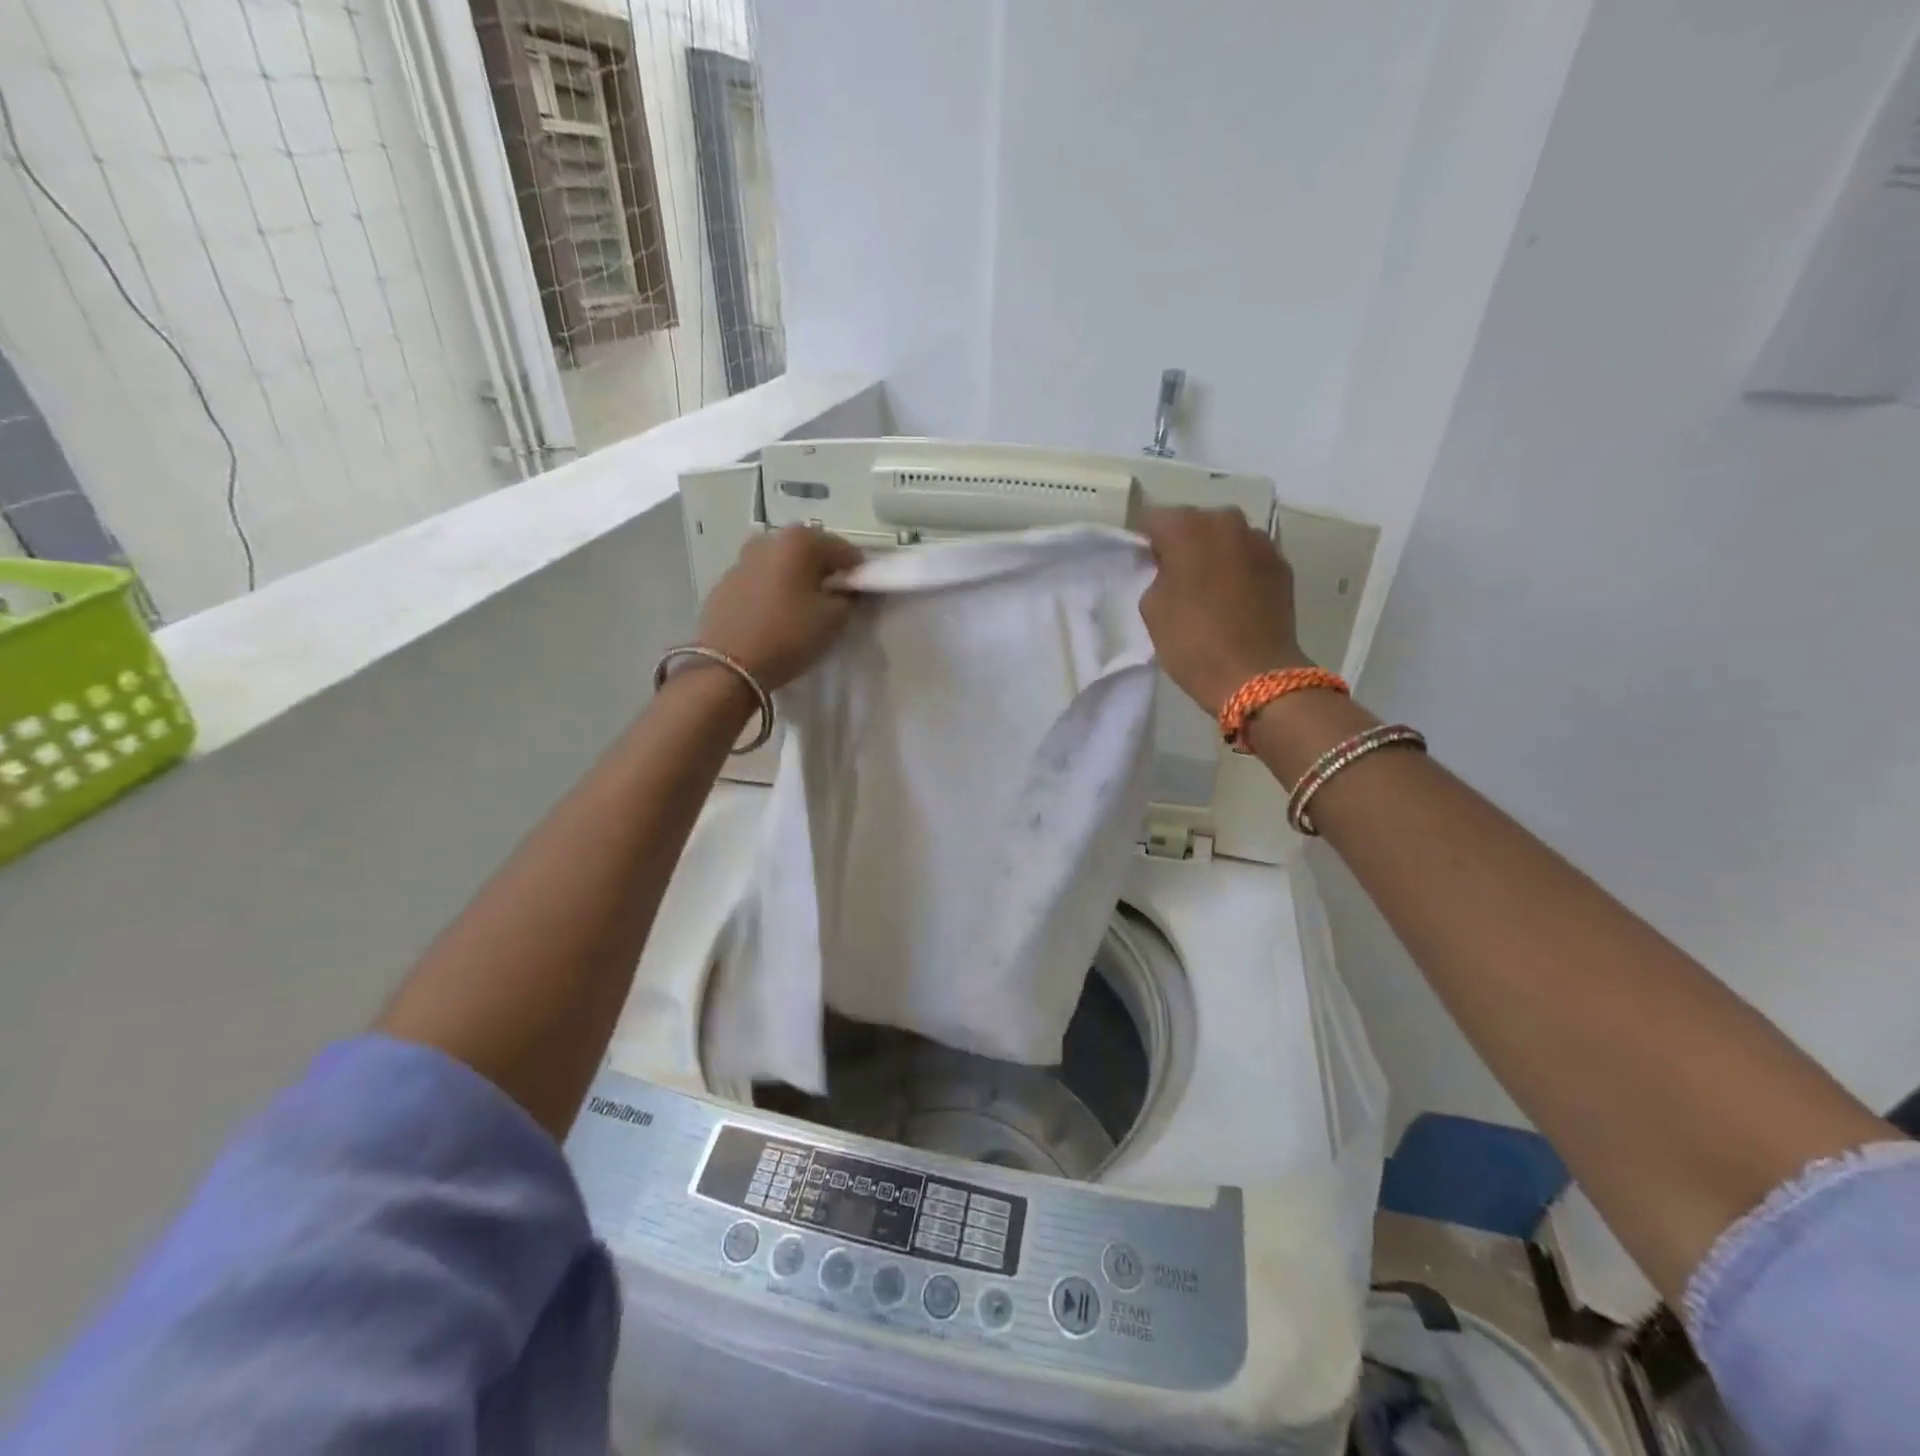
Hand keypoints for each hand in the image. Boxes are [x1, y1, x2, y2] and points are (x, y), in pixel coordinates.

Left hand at [695, 526, 863, 690]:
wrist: (728, 665)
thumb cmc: (789, 635)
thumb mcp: (834, 619)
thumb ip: (849, 597)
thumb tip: (846, 591)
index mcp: (799, 541)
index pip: (844, 550)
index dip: (858, 572)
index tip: (862, 594)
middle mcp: (768, 540)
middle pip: (809, 551)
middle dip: (825, 571)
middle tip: (834, 599)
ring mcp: (742, 559)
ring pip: (782, 565)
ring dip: (797, 579)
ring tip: (803, 608)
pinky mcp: (724, 583)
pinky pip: (760, 581)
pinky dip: (773, 590)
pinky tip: (776, 615)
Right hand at [1139, 506, 1308, 715]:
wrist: (1254, 674)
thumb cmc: (1191, 641)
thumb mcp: (1151, 607)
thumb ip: (1158, 575)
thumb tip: (1172, 568)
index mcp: (1187, 527)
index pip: (1155, 520)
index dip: (1147, 543)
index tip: (1146, 566)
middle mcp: (1226, 523)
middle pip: (1195, 523)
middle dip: (1184, 544)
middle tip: (1177, 578)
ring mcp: (1260, 542)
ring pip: (1226, 539)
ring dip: (1215, 555)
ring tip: (1209, 590)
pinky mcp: (1282, 565)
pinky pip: (1250, 558)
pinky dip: (1239, 570)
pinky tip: (1234, 599)